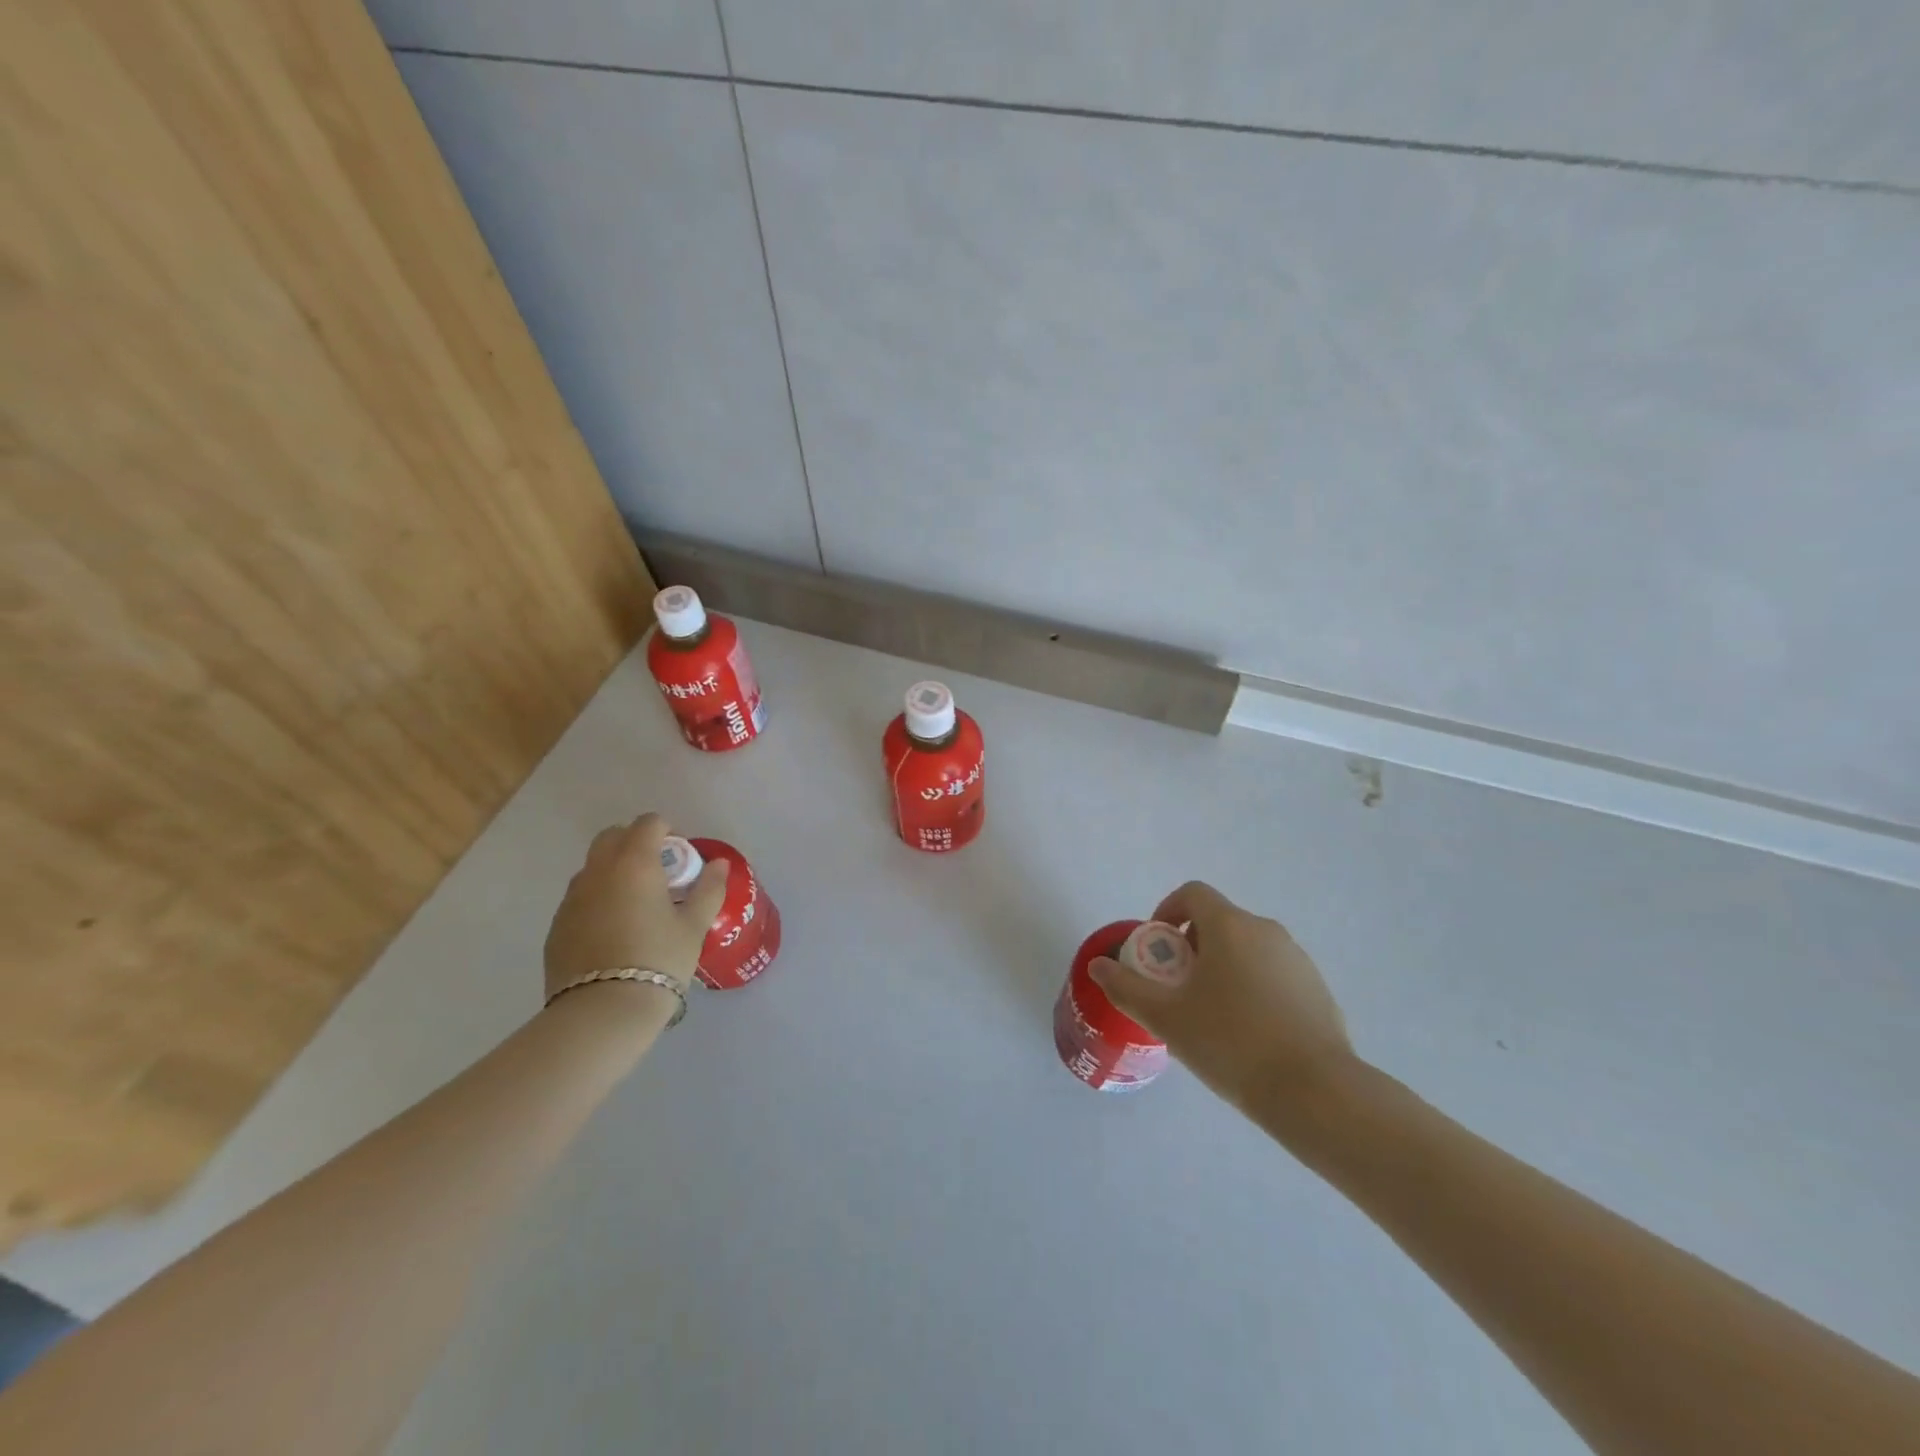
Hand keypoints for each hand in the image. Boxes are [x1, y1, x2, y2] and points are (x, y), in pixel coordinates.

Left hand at [542, 813, 729, 1002]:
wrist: (602, 1012)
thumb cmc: (658, 960)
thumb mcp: (694, 926)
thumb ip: (708, 889)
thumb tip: (719, 864)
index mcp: (634, 863)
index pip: (648, 823)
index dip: (668, 831)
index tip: (681, 856)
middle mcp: (598, 871)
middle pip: (612, 836)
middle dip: (635, 843)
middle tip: (658, 873)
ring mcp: (571, 898)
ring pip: (593, 867)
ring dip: (614, 871)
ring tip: (636, 904)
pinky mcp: (556, 926)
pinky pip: (580, 897)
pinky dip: (598, 899)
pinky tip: (614, 931)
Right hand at [1090, 881, 1354, 1107]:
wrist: (1316, 1093)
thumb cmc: (1231, 1044)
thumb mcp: (1166, 1018)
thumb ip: (1126, 988)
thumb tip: (1099, 966)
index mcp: (1229, 926)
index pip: (1192, 894)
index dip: (1166, 912)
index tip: (1158, 950)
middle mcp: (1266, 930)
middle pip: (1218, 921)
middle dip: (1191, 947)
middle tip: (1178, 988)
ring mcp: (1297, 959)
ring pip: (1247, 948)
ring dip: (1222, 967)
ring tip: (1212, 1015)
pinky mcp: (1318, 988)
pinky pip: (1272, 973)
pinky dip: (1252, 987)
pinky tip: (1249, 1034)